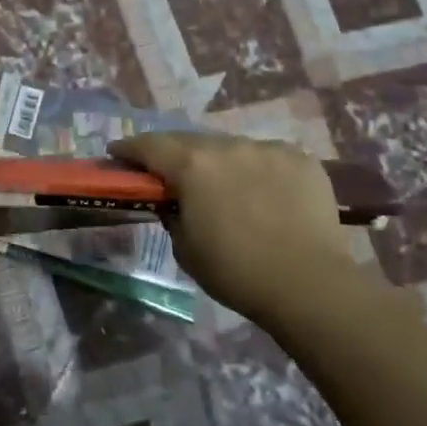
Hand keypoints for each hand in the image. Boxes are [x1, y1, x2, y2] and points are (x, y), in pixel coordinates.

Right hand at [108, 132, 372, 326]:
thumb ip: (173, 215)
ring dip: (218, 161)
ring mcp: (267, 148)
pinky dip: (256, 170)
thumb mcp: (185, 248)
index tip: (117, 153)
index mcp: (192, 165)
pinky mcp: (300, 159)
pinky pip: (267, 157)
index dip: (129, 149)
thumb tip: (175, 202)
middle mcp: (228, 146)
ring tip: (221, 184)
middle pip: (190, 141)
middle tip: (167, 172)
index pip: (149, 146)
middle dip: (173, 154)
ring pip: (231, 147)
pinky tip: (262, 192)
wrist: (309, 284)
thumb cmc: (236, 271)